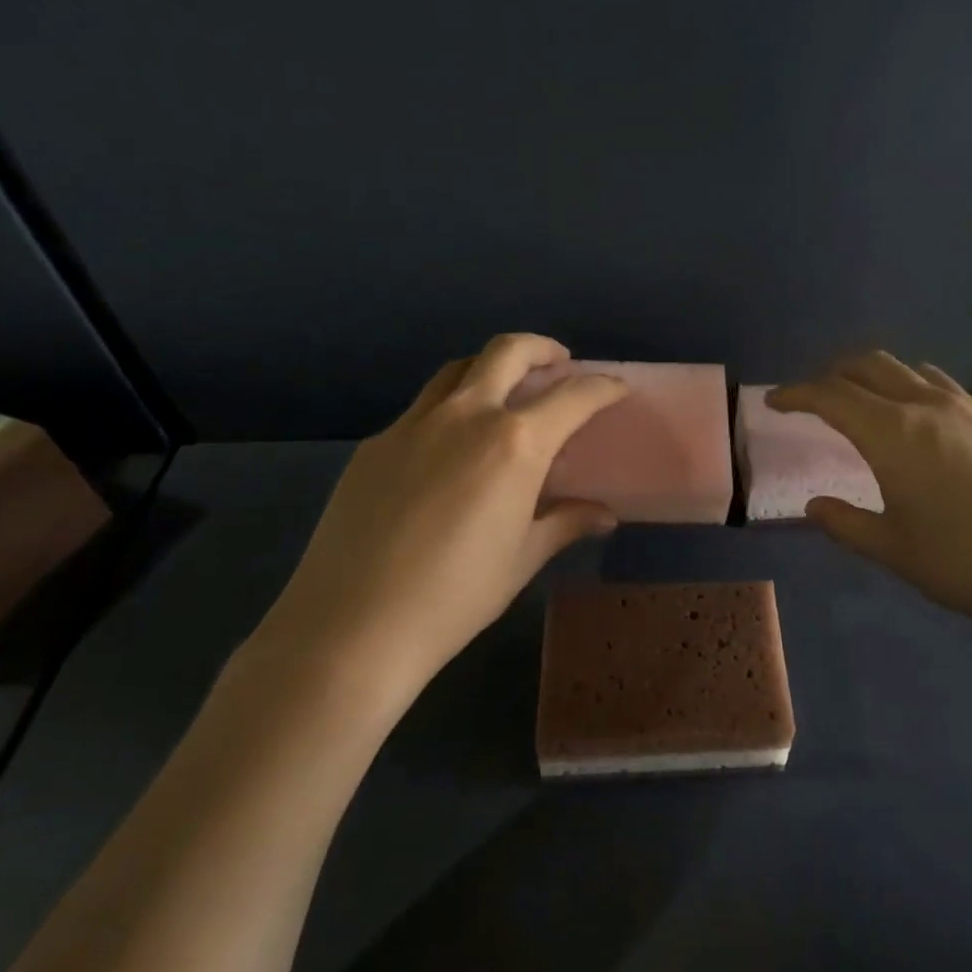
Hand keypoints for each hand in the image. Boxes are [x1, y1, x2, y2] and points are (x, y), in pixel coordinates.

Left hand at [244, 334, 626, 717]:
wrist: (353, 623)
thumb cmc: (457, 595)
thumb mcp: (522, 558)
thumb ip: (565, 523)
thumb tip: (604, 516)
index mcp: (515, 443)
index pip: (572, 397)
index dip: (602, 387)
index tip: (617, 388)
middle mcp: (466, 416)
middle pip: (507, 352)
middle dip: (541, 348)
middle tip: (558, 363)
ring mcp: (413, 424)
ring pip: (458, 371)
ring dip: (490, 369)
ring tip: (505, 394)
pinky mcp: (375, 443)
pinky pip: (422, 409)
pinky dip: (450, 409)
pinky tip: (450, 449)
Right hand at [770, 353, 971, 661]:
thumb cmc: (968, 565)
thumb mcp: (894, 551)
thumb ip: (845, 523)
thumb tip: (815, 506)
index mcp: (893, 434)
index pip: (831, 395)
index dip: (796, 394)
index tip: (774, 401)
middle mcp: (929, 407)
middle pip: (870, 365)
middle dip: (833, 373)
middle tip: (814, 397)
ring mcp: (971, 410)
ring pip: (911, 371)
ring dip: (877, 377)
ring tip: (865, 404)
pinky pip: (944, 390)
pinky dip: (914, 392)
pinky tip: (922, 430)